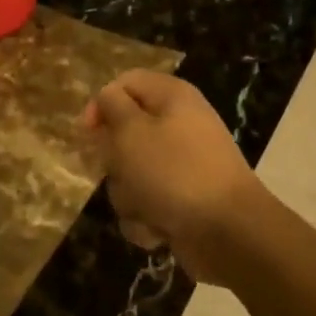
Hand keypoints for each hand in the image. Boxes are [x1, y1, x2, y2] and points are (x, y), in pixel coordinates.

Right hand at [78, 70, 266, 283]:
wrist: (228, 232)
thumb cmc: (174, 173)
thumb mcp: (132, 131)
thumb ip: (112, 106)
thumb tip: (108, 98)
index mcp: (172, 97)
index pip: (125, 83)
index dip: (102, 104)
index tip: (88, 133)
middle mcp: (179, 125)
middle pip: (125, 133)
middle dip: (116, 161)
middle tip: (125, 171)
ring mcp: (183, 166)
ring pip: (131, 174)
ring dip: (129, 196)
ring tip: (146, 207)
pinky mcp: (183, 201)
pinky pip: (147, 203)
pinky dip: (147, 219)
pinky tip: (158, 229)